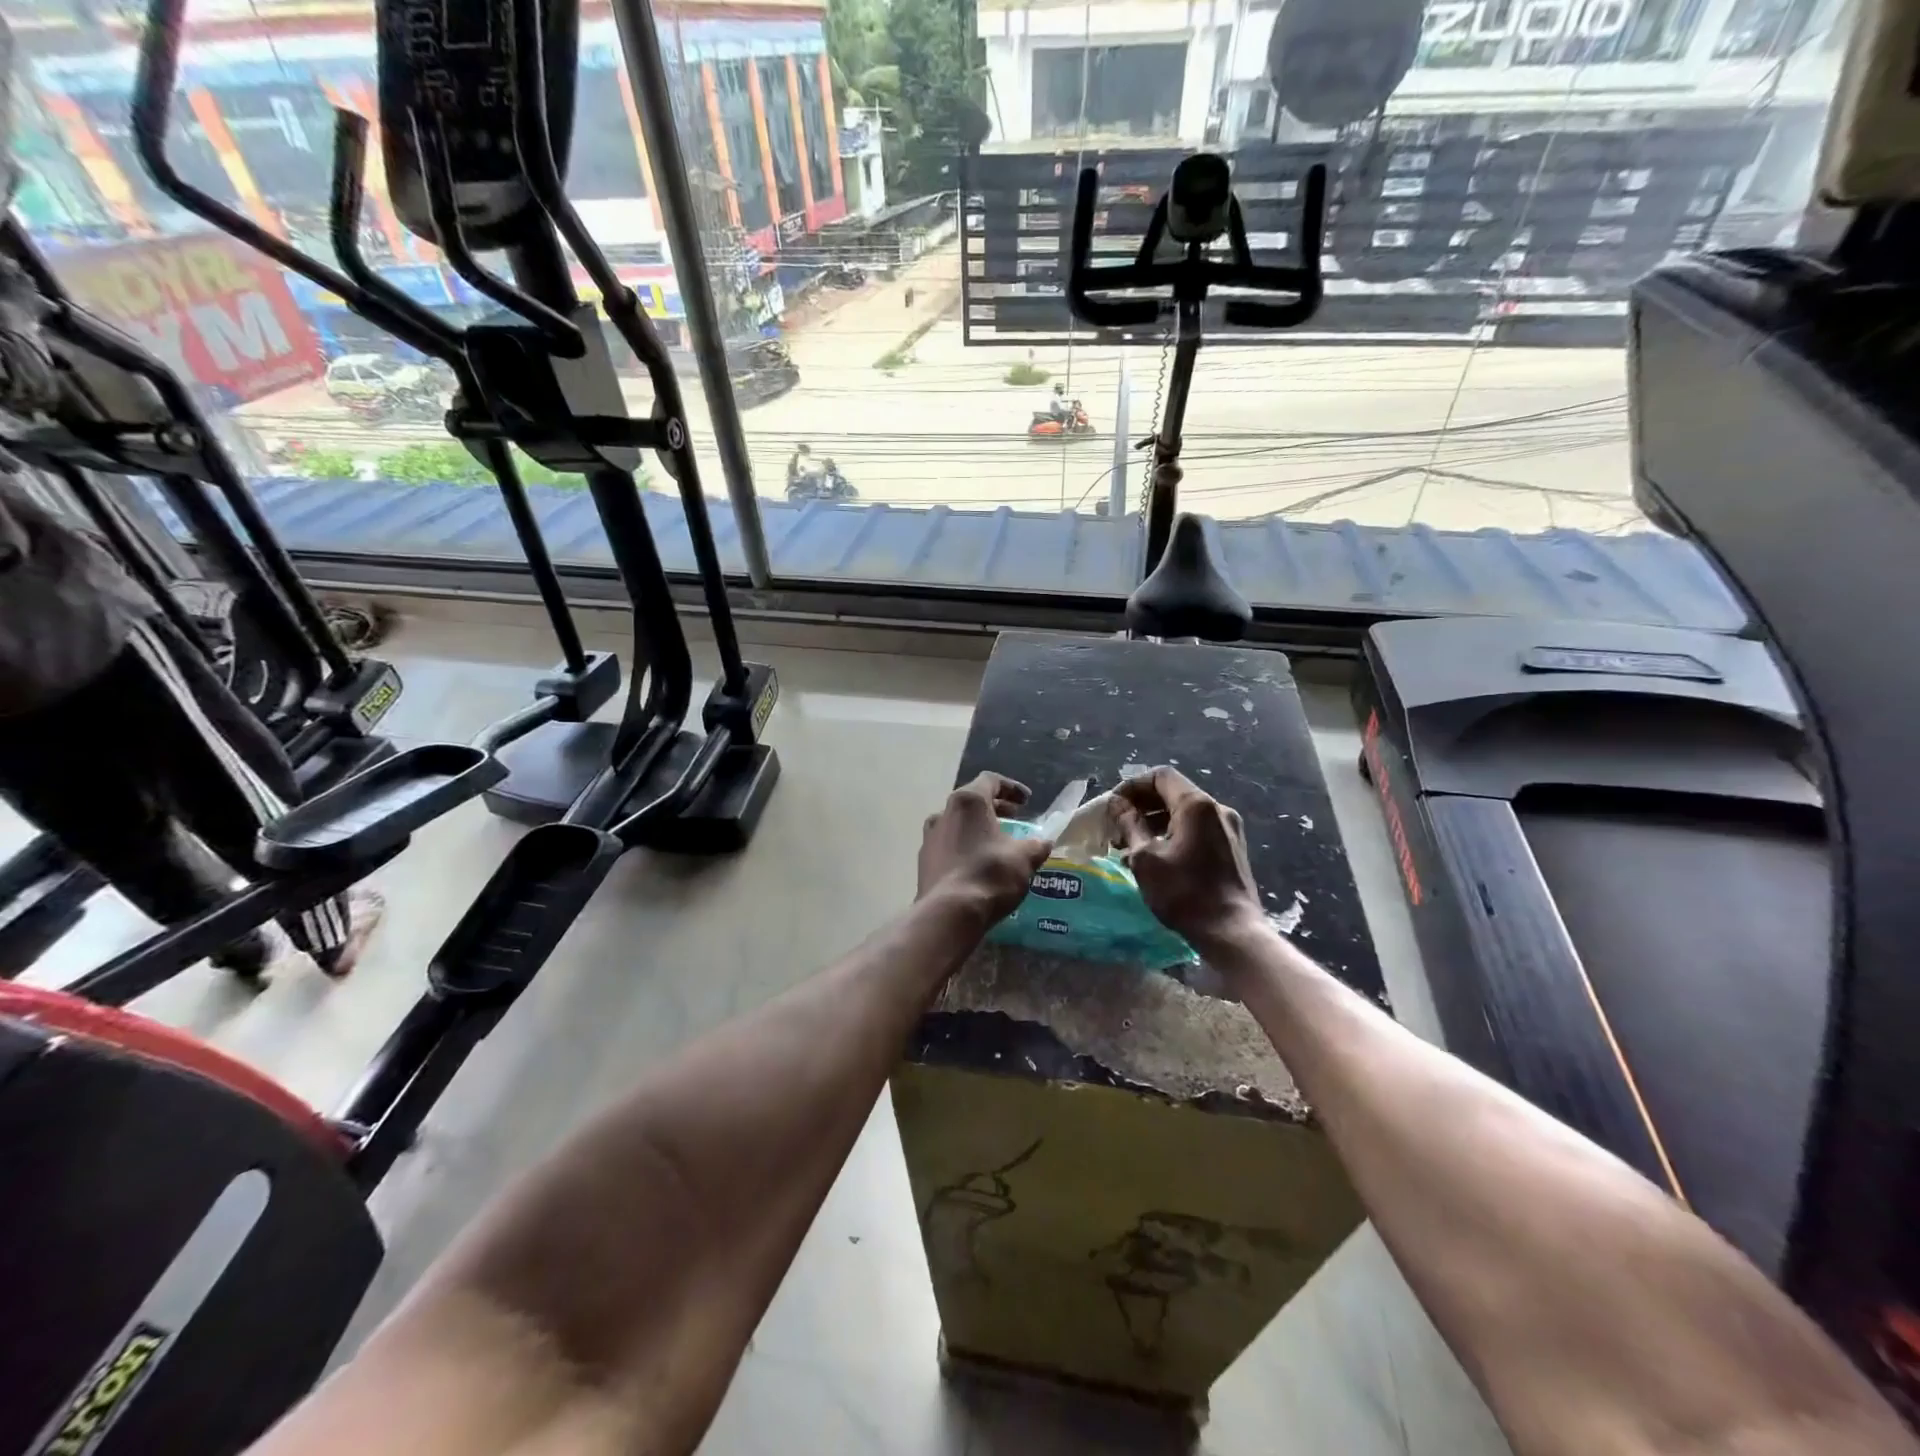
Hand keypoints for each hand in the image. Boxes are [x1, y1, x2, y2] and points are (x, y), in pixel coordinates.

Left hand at [917, 773, 1053, 928]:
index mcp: (967, 802)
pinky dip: (966, 847)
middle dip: (995, 808)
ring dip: (978, 828)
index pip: (990, 781)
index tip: (1027, 801)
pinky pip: (949, 846)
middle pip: (972, 801)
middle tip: (1015, 818)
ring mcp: (930, 838)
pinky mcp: (924, 862)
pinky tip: (979, 864)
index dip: (1011, 788)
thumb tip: (1043, 843)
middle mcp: (944, 813)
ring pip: (957, 824)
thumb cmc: (989, 874)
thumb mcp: (1024, 858)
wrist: (949, 914)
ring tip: (998, 842)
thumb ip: (1036, 845)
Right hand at [1114, 767, 1264, 950]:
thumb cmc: (1184, 892)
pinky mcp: (1231, 849)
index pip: (1161, 776)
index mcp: (1197, 805)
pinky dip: (1172, 836)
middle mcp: (1217, 809)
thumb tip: (1117, 804)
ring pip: (1184, 814)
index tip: (1113, 807)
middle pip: (1173, 793)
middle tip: (1116, 827)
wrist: (1232, 932)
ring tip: (1128, 846)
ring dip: (1154, 823)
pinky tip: (1153, 858)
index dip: (1132, 786)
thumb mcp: (1146, 858)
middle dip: (1141, 806)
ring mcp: (1228, 829)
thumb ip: (1130, 825)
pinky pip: (1196, 831)